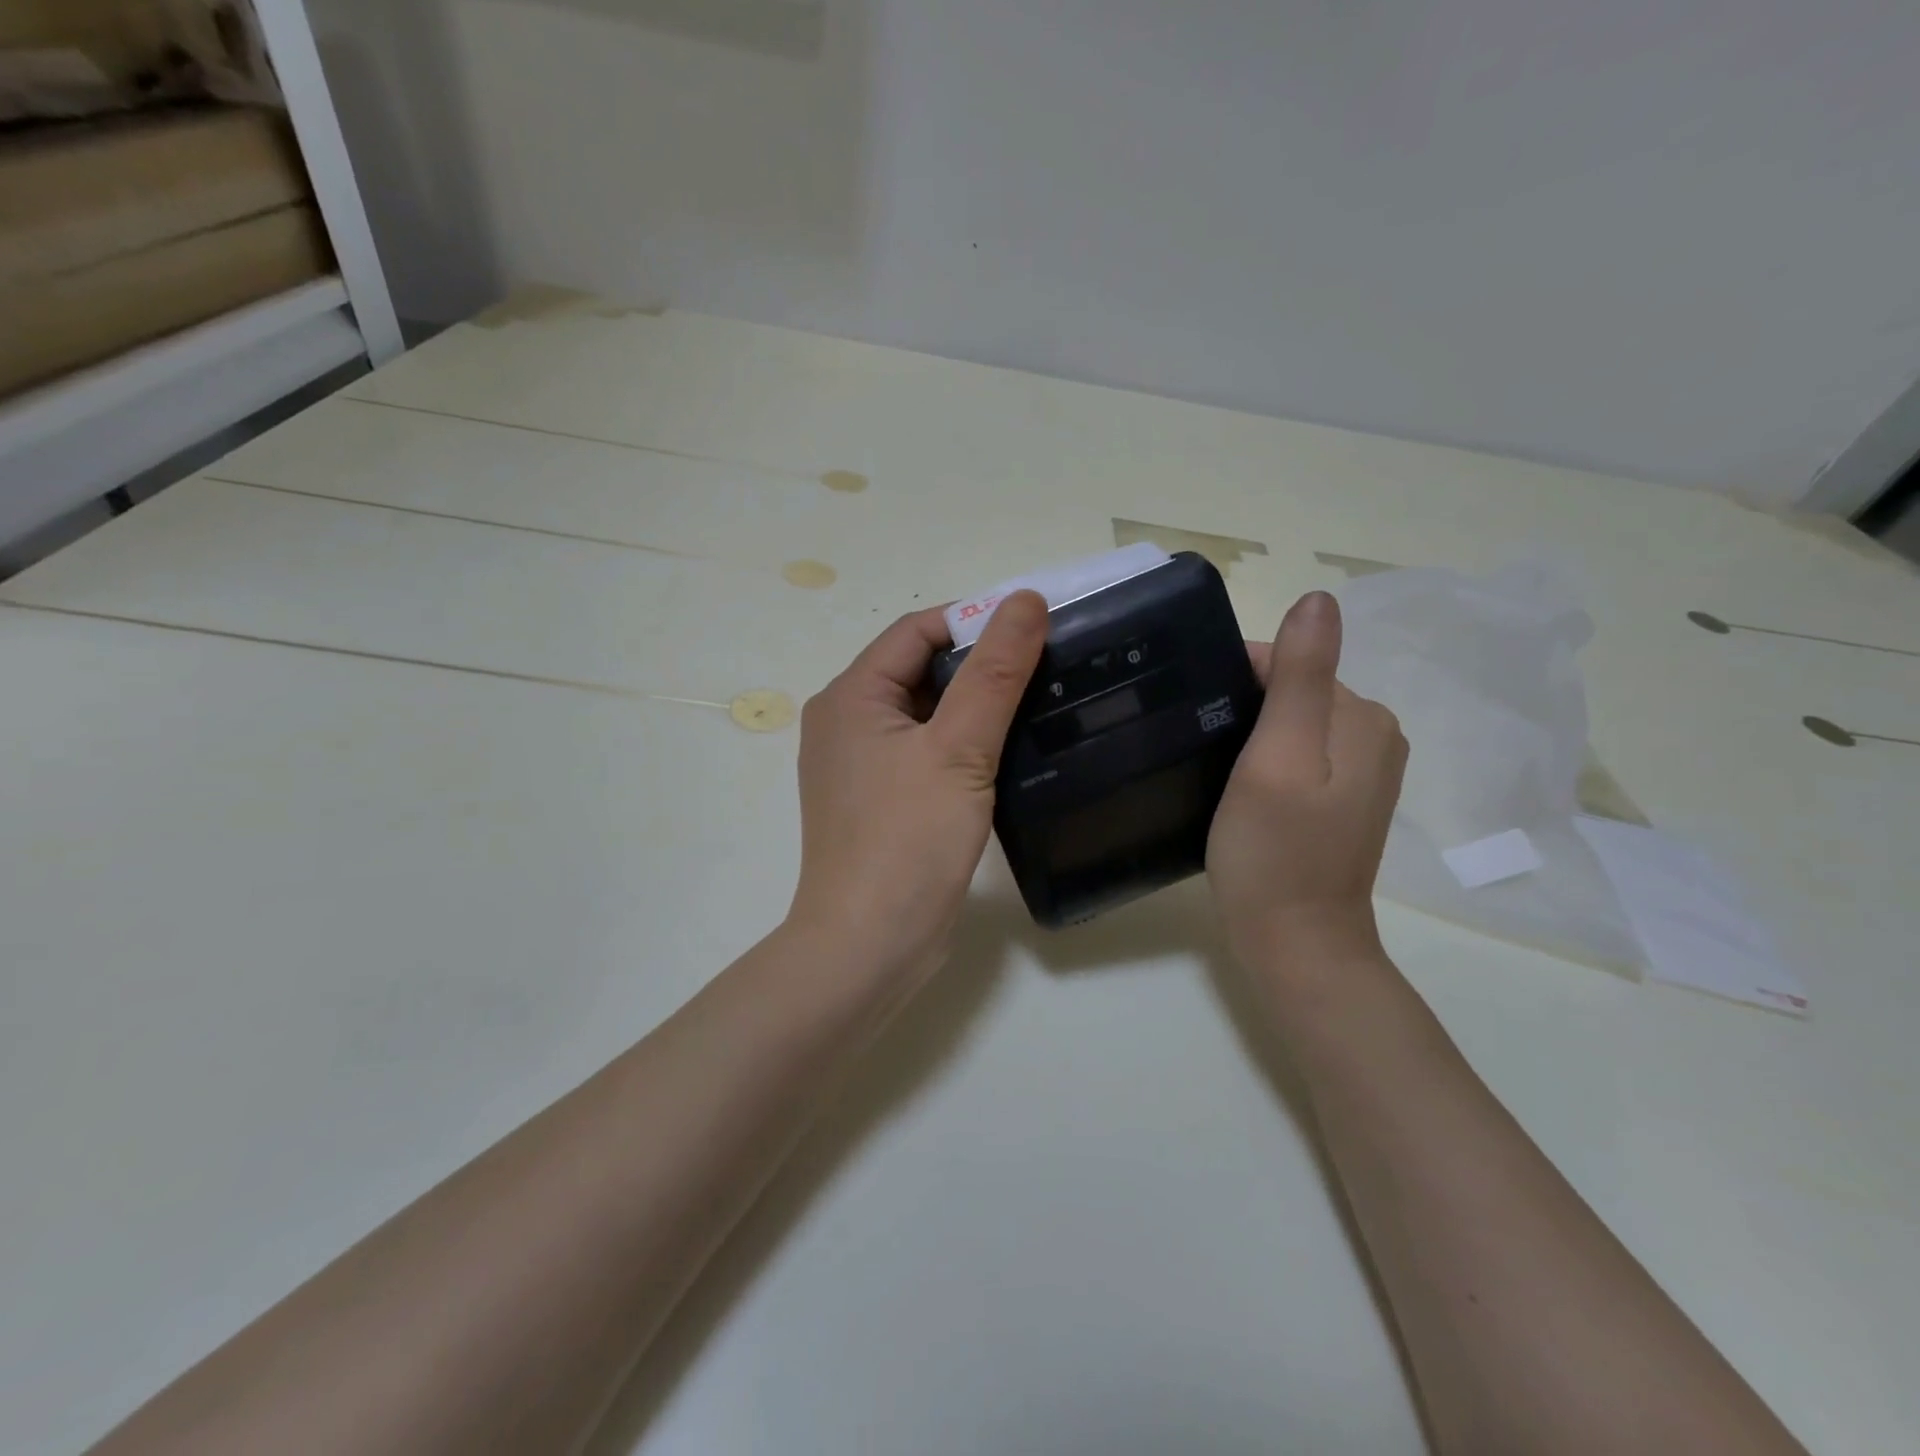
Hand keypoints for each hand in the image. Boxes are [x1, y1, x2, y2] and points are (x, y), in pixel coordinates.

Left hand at [788, 592, 1048, 987]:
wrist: (869, 946)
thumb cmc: (908, 840)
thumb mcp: (959, 749)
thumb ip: (994, 673)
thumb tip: (1024, 600)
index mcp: (851, 697)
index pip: (917, 631)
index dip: (975, 621)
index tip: (1034, 630)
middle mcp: (847, 723)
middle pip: (920, 670)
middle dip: (980, 665)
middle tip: (1046, 668)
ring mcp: (861, 767)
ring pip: (926, 714)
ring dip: (975, 707)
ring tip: (1038, 705)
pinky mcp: (881, 802)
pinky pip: (925, 753)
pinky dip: (963, 745)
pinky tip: (1007, 754)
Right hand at [1208, 591, 1407, 976]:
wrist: (1295, 942)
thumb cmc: (1275, 851)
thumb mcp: (1279, 759)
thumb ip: (1300, 678)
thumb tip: (1319, 598)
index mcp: (1361, 716)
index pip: (1287, 662)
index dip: (1231, 680)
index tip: (1189, 714)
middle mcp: (1372, 734)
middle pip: (1290, 690)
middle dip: (1240, 707)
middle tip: (1197, 747)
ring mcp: (1362, 770)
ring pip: (1289, 723)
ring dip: (1247, 735)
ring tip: (1210, 768)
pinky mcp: (1343, 799)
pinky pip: (1296, 754)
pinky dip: (1262, 760)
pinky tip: (1236, 788)